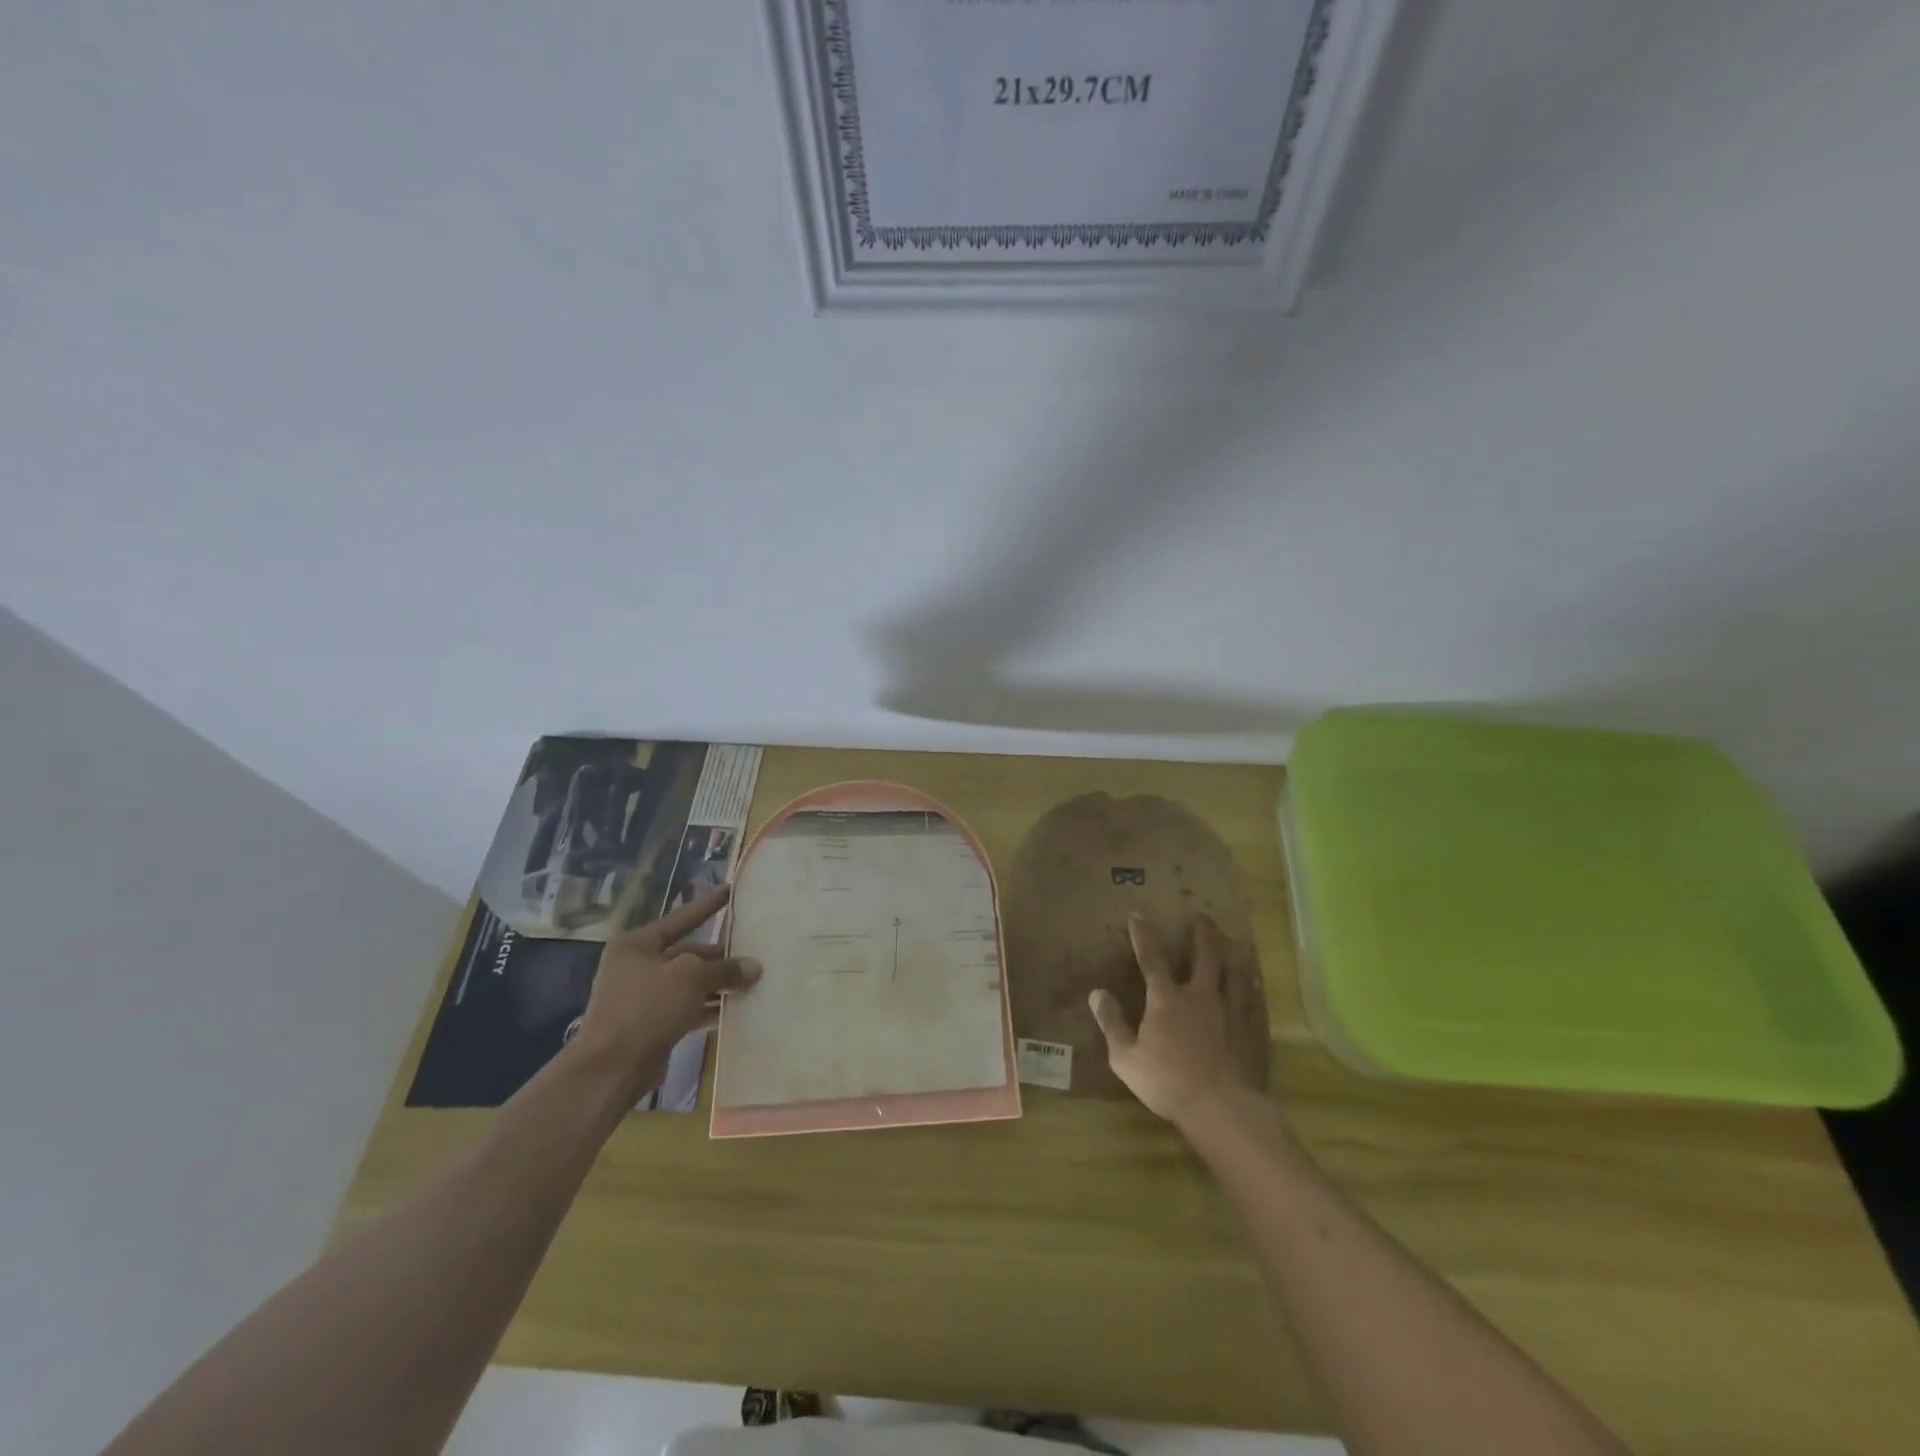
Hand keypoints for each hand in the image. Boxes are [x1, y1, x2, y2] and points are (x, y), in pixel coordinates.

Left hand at [573, 884, 761, 1095]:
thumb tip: (754, 967)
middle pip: (687, 954)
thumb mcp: (690, 979)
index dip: (707, 906)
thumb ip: (724, 969)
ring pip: (689, 984)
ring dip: (718, 985)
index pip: (680, 919)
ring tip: (752, 982)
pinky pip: (687, 1009)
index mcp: (637, 945)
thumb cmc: (646, 1008)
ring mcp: (643, 998)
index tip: (729, 891)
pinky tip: (735, 1010)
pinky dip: (708, 1008)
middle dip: (719, 957)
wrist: (611, 1069)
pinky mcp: (651, 1026)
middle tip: (752, 953)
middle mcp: (637, 967)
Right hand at [1090, 914, 1259, 1128]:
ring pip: (1234, 974)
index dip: (1143, 935)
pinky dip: (1252, 987)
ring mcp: (1230, 1012)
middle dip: (1203, 934)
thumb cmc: (1167, 1082)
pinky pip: (1253, 1001)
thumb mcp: (1126, 1057)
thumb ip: (1112, 1023)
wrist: (1221, 1108)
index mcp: (1166, 999)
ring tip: (1234, 944)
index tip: (1138, 915)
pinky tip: (1255, 984)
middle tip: (1203, 917)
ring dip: (1232, 955)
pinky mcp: (1250, 1031)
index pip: (1152, 958)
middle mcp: (1200, 996)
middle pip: (1205, 956)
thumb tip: (1097, 993)